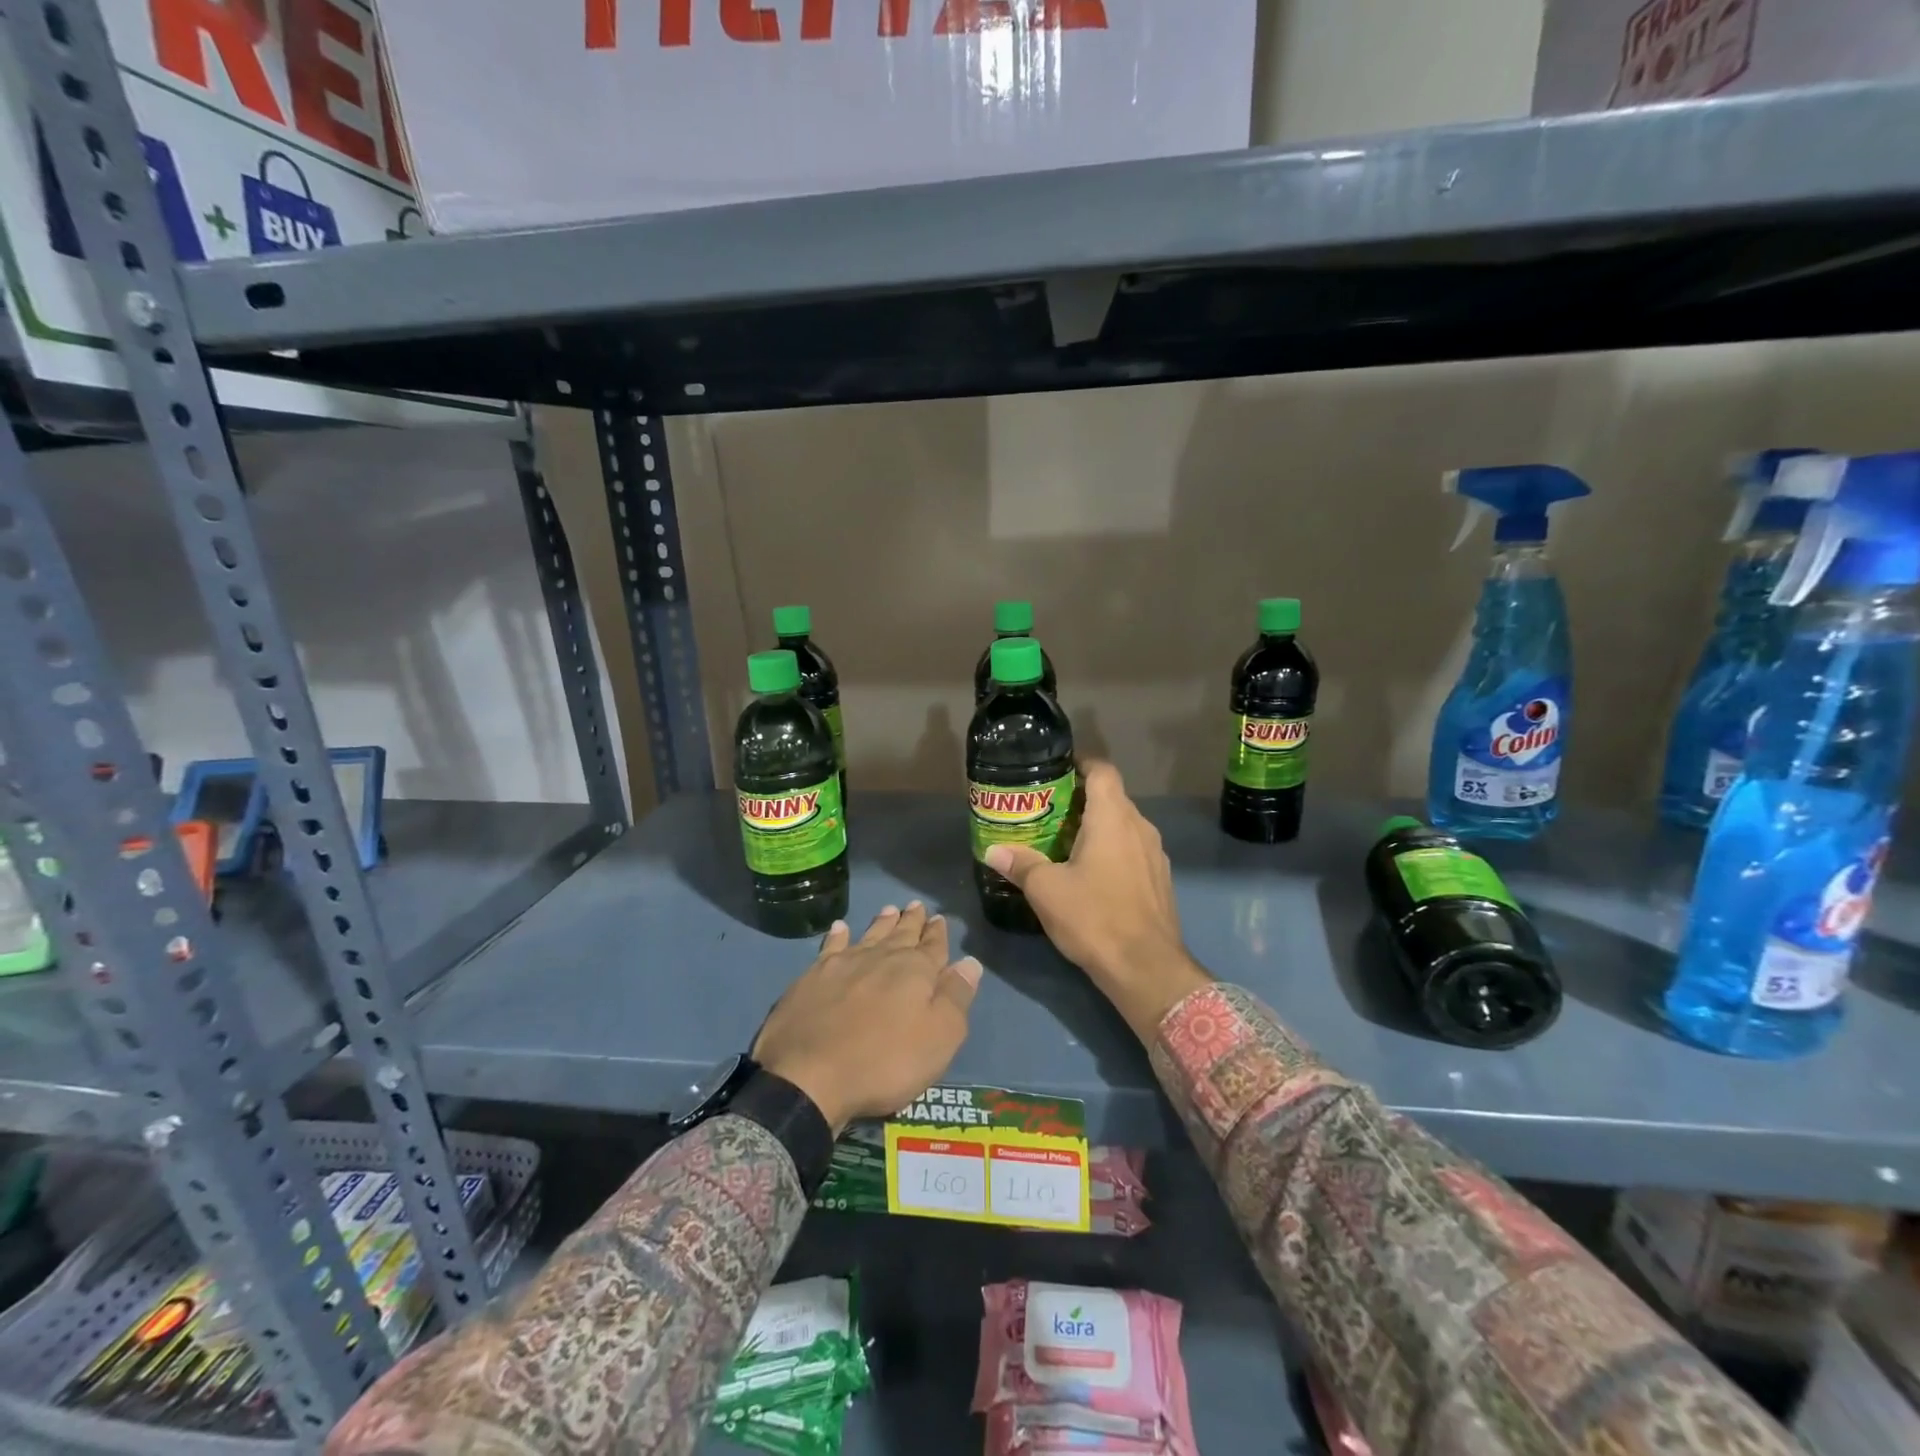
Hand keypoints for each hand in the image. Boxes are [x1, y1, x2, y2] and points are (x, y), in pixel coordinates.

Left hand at [754, 903, 981, 1132]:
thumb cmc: (884, 1062)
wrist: (809, 1076)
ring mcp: (844, 965)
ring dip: (881, 923)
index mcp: (915, 972)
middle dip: (911, 921)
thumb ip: (955, 998)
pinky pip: (831, 947)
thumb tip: (969, 962)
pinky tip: (840, 928)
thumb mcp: (938, 1038)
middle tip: (916, 905)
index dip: (937, 933)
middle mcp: (881, 958)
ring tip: (889, 909)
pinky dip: (838, 936)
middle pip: (901, 934)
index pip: (932, 946)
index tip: (939, 918)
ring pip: (869, 935)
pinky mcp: (812, 977)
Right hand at [984, 761, 1210, 1040]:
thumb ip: (1021, 864)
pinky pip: (1134, 852)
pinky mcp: (1160, 881)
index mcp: (1113, 818)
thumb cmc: (1094, 917)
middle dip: (1082, 800)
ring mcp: (1155, 855)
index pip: (1102, 770)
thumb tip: (993, 850)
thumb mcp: (1046, 890)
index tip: (1057, 771)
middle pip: (1112, 798)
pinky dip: (1114, 852)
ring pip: (1124, 826)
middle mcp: (1140, 827)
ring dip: (1099, 828)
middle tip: (1048, 812)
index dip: (1081, 764)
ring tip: (1066, 843)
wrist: (1147, 968)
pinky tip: (1093, 875)